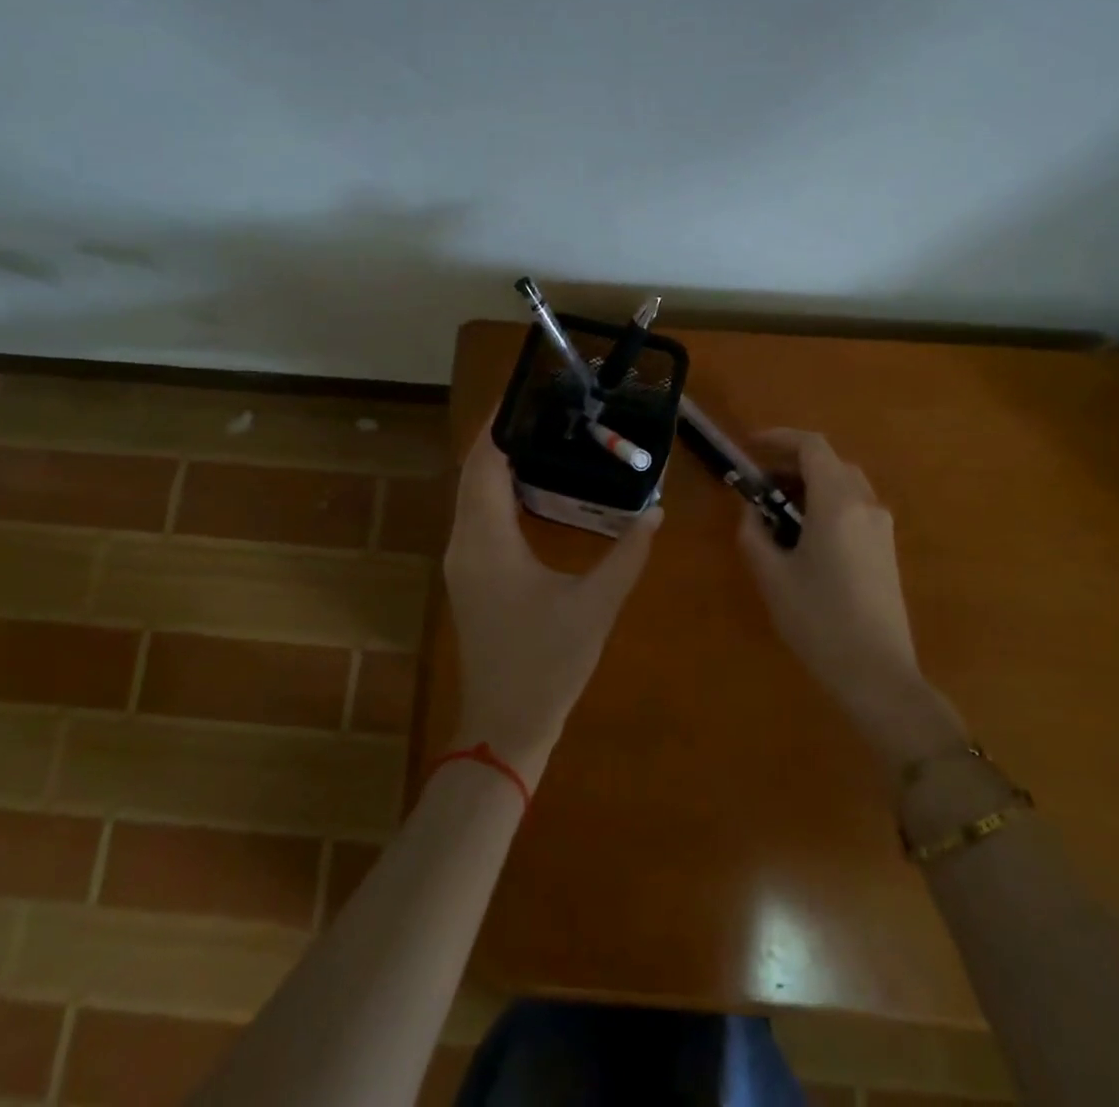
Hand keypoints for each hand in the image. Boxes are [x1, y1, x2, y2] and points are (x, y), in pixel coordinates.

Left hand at [442, 426, 661, 787]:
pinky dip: (498, 492)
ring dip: (498, 463)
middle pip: (473, 472)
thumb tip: (656, 511)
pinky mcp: (469, 575)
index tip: (524, 391)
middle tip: (546, 408)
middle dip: (502, 437)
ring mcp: (462, 561)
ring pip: (471, 494)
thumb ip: (628, 554)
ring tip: (545, 437)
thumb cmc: (548, 664)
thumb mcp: (596, 606)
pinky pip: (477, 516)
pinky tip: (535, 488)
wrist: (504, 726)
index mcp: (488, 541)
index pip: (484, 463)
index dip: (499, 424)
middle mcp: (465, 542)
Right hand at [737, 430, 966, 774]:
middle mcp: (865, 504)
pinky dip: (827, 502)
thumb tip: (752, 509)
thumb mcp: (772, 575)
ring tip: (778, 507)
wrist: (877, 673)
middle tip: (759, 482)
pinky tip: (805, 533)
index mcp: (837, 502)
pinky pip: (854, 506)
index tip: (750, 446)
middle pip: (830, 461)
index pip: (812, 446)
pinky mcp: (886, 548)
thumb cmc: (818, 620)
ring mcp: (881, 526)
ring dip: (811, 483)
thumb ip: (754, 532)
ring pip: (844, 483)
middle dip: (792, 462)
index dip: (779, 438)